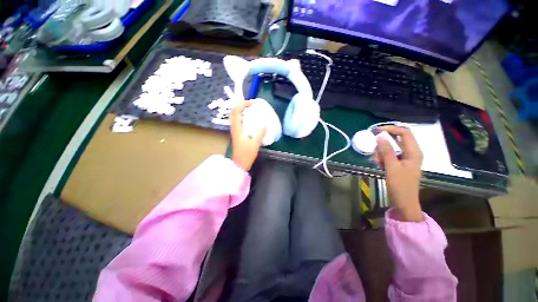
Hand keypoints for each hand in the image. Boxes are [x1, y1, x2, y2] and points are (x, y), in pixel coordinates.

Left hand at [230, 101, 265, 170]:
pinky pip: (238, 121)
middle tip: (252, 104)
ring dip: (242, 110)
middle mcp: (234, 128)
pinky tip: (251, 119)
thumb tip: (264, 124)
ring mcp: (235, 131)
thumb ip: (260, 133)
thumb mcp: (255, 144)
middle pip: (234, 112)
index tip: (253, 102)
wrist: (239, 164)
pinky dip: (243, 116)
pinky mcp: (237, 134)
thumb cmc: (246, 154)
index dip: (243, 104)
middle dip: (242, 105)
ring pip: (235, 116)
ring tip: (252, 109)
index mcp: (237, 128)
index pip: (237, 111)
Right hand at [373, 126, 423, 221]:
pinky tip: (379, 165)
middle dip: (383, 145)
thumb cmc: (400, 186)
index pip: (404, 132)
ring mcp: (405, 158)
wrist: (404, 202)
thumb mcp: (392, 167)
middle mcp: (411, 152)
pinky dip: (382, 158)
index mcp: (414, 152)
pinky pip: (389, 155)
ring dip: (381, 153)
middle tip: (376, 155)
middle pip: (395, 140)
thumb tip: (380, 135)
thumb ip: (386, 151)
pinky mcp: (399, 163)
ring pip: (390, 148)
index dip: (391, 129)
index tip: (376, 131)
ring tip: (378, 163)